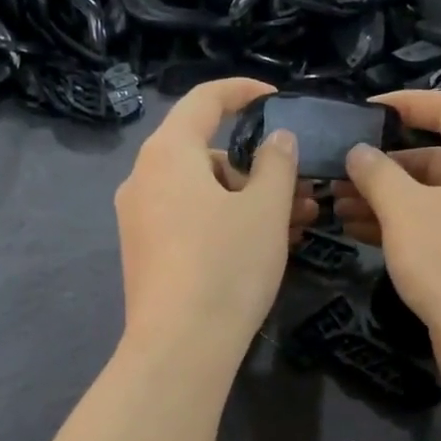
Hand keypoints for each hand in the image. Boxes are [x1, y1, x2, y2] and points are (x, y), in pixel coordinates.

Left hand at [114, 78, 303, 367]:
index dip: (244, 93)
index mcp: (167, 153)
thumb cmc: (226, 265)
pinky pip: (191, 223)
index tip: (278, 99)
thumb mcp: (265, 209)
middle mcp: (144, 179)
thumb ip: (276, 163)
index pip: (205, 100)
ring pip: (203, 194)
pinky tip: (264, 249)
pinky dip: (226, 225)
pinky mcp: (145, 255)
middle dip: (258, 168)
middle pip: (206, 154)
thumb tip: (277, 139)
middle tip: (301, 191)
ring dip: (249, 202)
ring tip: (298, 226)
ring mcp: (140, 220)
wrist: (179, 347)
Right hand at [334, 90, 440, 374]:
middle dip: (383, 166)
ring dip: (386, 199)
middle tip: (339, 175)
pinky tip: (360, 232)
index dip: (405, 103)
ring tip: (337, 208)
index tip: (364, 110)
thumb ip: (376, 172)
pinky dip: (405, 224)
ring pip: (434, 195)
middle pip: (436, 155)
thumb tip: (358, 152)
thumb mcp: (404, 210)